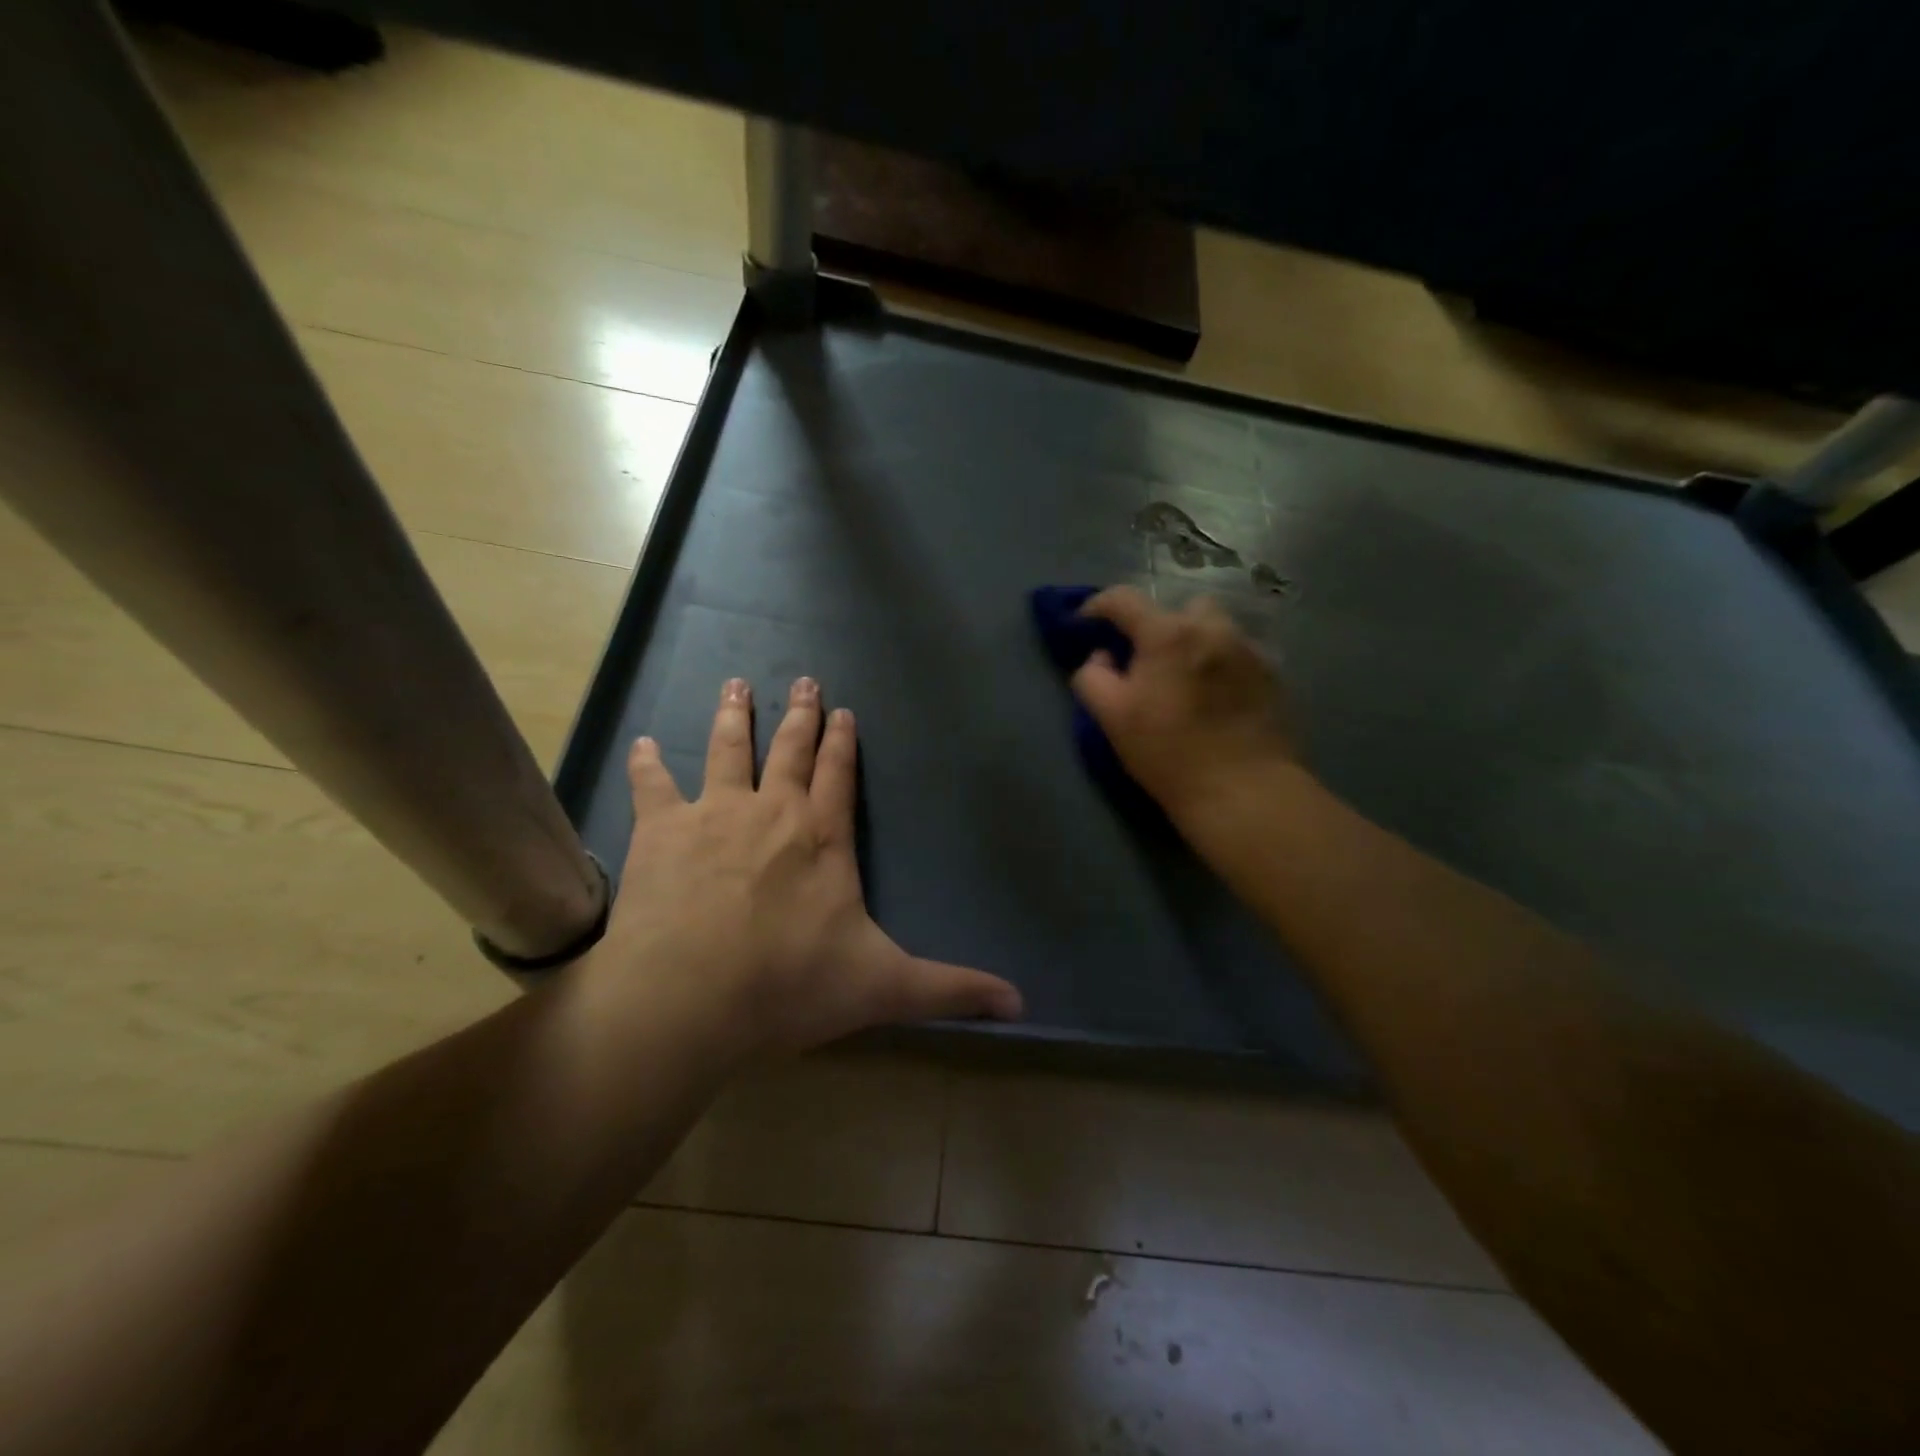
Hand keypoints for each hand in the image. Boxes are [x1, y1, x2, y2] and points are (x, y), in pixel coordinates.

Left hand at [591, 676, 1022, 1057]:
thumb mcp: (884, 988)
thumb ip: (951, 990)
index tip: (843, 711)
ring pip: (727, 751)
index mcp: (823, 839)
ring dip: (733, 717)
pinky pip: (653, 786)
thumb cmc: (790, 986)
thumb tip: (1021, 1004)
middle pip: (789, 751)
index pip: (839, 777)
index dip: (844, 744)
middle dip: (799, 716)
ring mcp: (714, 815)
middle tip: (803, 681)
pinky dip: (647, 764)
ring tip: (735, 685)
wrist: (690, 997)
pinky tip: (642, 743)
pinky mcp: (661, 831)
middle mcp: (772, 812)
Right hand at [1070, 586, 1300, 823]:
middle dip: (1157, 626)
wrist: (1244, 790)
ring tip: (1184, 678)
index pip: (1123, 599)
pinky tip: (1215, 697)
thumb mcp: (1111, 717)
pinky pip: (1237, 654)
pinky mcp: (1272, 674)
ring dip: (1193, 642)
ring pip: (1214, 628)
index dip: (1096, 606)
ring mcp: (1248, 649)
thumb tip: (1101, 657)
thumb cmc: (1169, 753)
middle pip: (1178, 608)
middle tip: (1145, 661)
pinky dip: (1219, 664)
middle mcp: (1213, 628)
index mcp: (1168, 634)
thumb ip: (1093, 677)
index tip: (1084, 624)